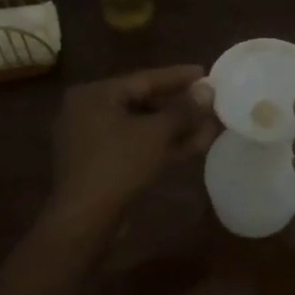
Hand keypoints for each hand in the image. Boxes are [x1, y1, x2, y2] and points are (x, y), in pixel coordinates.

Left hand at [50, 65, 218, 218]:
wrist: (85, 221)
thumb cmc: (118, 166)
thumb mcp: (157, 134)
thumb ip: (184, 110)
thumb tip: (208, 91)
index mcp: (94, 94)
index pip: (144, 78)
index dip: (178, 76)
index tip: (205, 73)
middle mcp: (88, 111)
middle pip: (143, 102)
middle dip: (180, 105)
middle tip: (209, 100)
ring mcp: (92, 140)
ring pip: (141, 127)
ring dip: (175, 128)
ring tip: (209, 124)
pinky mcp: (100, 165)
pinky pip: (135, 145)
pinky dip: (161, 144)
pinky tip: (193, 145)